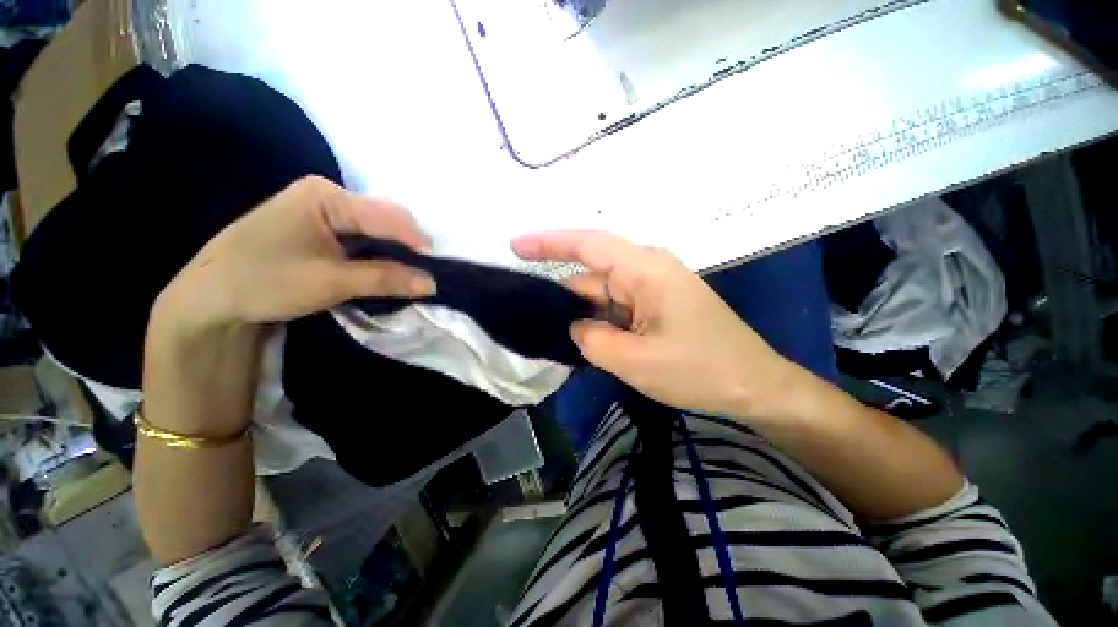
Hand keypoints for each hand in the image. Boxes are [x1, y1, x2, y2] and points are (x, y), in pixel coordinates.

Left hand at [158, 175, 434, 332]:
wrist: (210, 298)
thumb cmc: (265, 282)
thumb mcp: (332, 282)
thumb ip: (386, 279)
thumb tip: (433, 284)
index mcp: (326, 196)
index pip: (387, 215)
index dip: (417, 241)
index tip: (438, 268)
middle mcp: (327, 195)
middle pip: (383, 218)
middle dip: (408, 246)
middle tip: (426, 273)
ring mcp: (321, 209)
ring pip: (375, 228)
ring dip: (395, 251)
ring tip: (412, 273)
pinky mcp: (318, 227)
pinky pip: (361, 236)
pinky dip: (378, 253)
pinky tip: (387, 267)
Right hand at [513, 230, 801, 418]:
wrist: (753, 386)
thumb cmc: (699, 369)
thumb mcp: (634, 360)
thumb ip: (592, 339)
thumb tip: (577, 326)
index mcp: (644, 269)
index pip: (587, 244)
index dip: (548, 243)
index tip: (515, 246)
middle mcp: (647, 271)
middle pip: (592, 275)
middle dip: (564, 296)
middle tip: (534, 319)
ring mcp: (653, 289)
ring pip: (604, 295)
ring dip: (584, 315)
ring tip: (559, 338)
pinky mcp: (657, 307)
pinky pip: (618, 308)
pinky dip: (601, 323)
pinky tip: (588, 341)